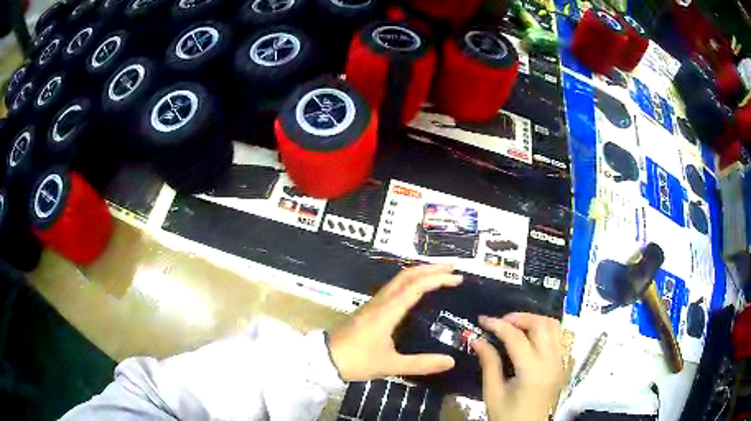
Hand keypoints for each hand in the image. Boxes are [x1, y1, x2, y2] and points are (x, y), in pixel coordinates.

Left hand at [328, 265, 462, 381]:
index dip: (438, 279)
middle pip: (407, 275)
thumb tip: (451, 361)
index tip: (457, 278)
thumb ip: (421, 364)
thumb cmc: (357, 361)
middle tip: (452, 268)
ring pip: (398, 279)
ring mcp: (373, 304)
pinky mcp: (369, 309)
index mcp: (388, 311)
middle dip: (430, 268)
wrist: (324, 359)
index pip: (416, 286)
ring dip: (419, 273)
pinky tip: (416, 291)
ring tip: (439, 274)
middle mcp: (381, 301)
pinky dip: (409, 282)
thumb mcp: (391, 365)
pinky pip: (393, 287)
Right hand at [472, 313, 565, 420]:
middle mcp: (551, 361)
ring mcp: (560, 361)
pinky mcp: (562, 364)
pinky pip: (558, 337)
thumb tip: (477, 339)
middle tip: (500, 322)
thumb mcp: (493, 393)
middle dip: (519, 317)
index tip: (482, 320)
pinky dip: (544, 329)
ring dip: (534, 320)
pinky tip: (529, 336)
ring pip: (554, 327)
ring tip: (514, 326)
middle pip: (541, 324)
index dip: (498, 325)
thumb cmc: (507, 416)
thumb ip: (489, 363)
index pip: (516, 337)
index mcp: (532, 370)